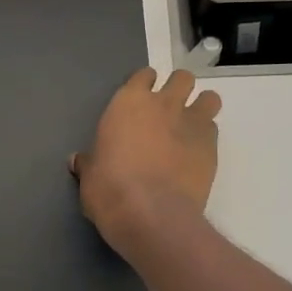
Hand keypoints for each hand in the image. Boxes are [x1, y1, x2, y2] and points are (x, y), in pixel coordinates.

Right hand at [71, 68, 221, 250]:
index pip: (143, 76)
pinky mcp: (211, 146)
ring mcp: (191, 122)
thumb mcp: (90, 176)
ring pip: (208, 98)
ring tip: (191, 128)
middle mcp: (163, 104)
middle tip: (169, 112)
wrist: (151, 214)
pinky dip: (207, 137)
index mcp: (129, 102)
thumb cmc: (110, 190)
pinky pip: (214, 130)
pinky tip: (197, 155)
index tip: (141, 101)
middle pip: (181, 78)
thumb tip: (78, 161)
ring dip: (201, 108)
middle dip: (178, 90)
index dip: (144, 87)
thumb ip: (89, 162)